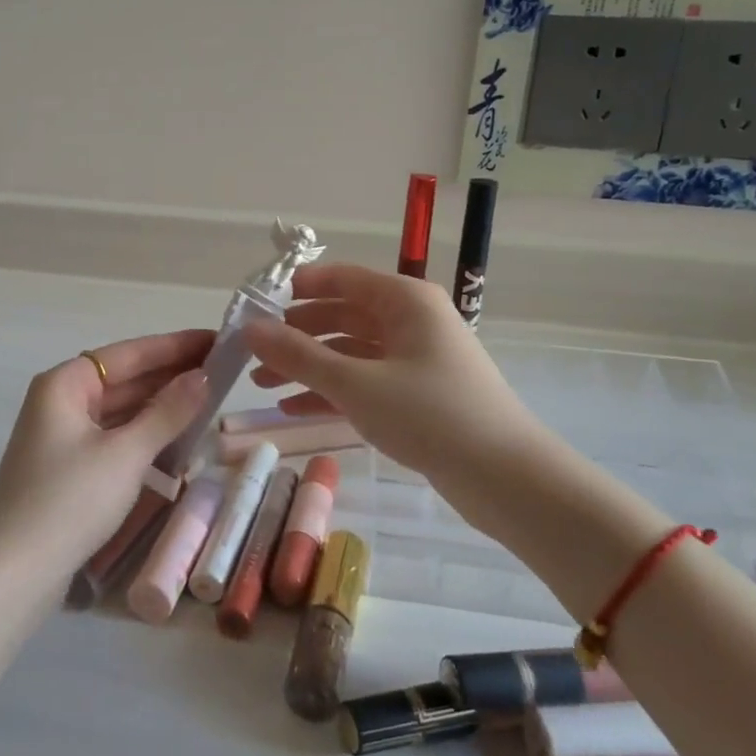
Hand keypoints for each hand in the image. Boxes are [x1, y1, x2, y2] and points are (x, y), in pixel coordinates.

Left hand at [0, 328, 213, 569]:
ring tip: (209, 398)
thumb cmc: (70, 500)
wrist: (15, 572)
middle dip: (171, 375)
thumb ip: (167, 413)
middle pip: (124, 379)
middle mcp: (62, 401)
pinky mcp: (70, 467)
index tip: (216, 338)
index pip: (129, 353)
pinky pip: (115, 436)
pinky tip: (178, 437)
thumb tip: (202, 376)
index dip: (175, 346)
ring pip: (121, 409)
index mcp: (65, 384)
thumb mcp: (125, 454)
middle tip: (222, 369)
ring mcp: (64, 435)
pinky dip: (145, 434)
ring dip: (160, 406)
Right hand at [245, 263, 547, 493]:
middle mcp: (411, 320)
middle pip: (342, 315)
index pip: (342, 278)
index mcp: (404, 300)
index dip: (299, 288)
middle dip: (297, 335)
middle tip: (254, 353)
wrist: (505, 477)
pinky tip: (295, 409)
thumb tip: (250, 328)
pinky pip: (365, 381)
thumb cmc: (429, 413)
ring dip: (309, 366)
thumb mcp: (354, 383)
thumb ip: (298, 355)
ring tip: (264, 385)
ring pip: (351, 351)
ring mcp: (416, 358)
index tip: (258, 304)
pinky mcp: (418, 394)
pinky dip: (332, 391)